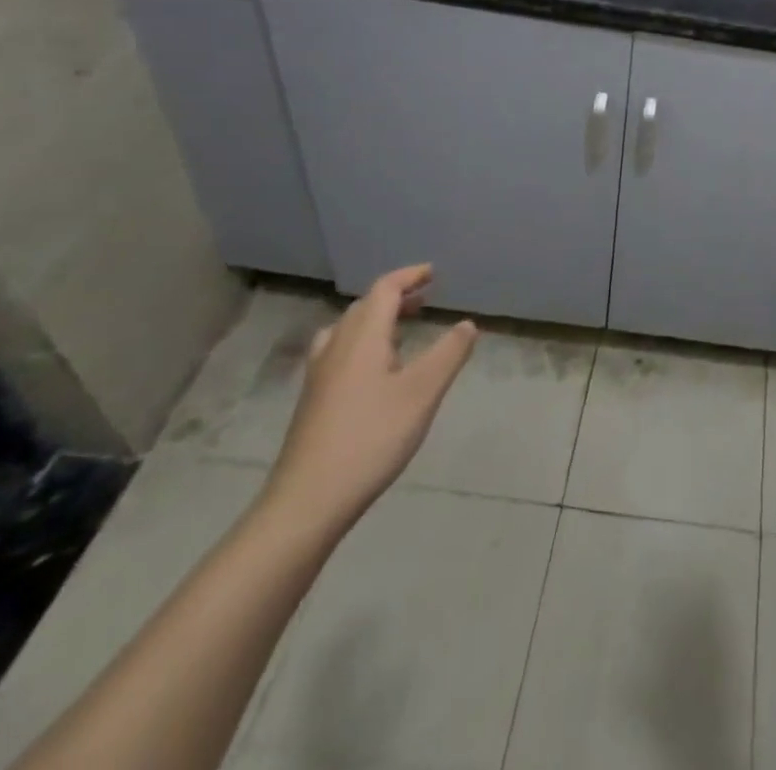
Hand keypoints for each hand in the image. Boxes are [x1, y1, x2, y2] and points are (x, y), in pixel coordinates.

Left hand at [262, 265, 476, 534]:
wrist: (307, 501)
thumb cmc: (371, 438)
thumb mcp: (422, 393)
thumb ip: (449, 354)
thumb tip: (467, 323)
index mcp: (363, 338)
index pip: (384, 290)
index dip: (409, 276)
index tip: (433, 273)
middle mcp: (337, 348)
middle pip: (364, 306)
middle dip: (395, 296)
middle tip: (425, 299)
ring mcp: (320, 376)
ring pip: (347, 330)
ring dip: (376, 319)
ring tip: (402, 329)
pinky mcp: (313, 401)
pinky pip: (339, 352)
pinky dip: (363, 343)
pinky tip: (375, 371)